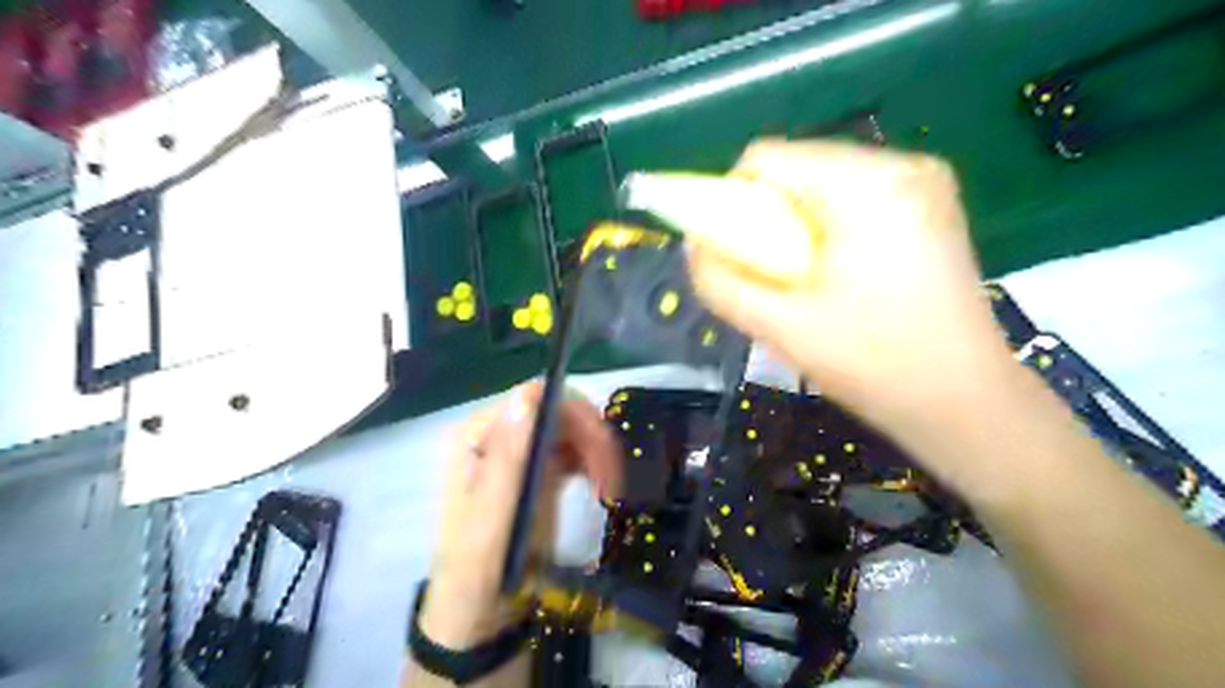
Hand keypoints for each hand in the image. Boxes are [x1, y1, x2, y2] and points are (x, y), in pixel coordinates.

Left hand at [420, 385, 616, 645]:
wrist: (478, 617)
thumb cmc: (479, 572)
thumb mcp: (493, 520)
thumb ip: (508, 459)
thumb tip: (528, 396)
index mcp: (477, 437)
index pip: (533, 398)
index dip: (574, 415)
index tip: (602, 452)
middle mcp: (497, 435)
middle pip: (555, 410)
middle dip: (590, 437)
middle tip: (613, 480)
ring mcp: (517, 452)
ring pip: (569, 428)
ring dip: (595, 451)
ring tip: (610, 489)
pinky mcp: (535, 471)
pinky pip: (571, 450)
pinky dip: (591, 463)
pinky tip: (601, 487)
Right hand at [686, 140, 1015, 432]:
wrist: (965, 401)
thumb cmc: (874, 363)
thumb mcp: (780, 326)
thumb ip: (721, 281)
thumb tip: (694, 245)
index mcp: (865, 185)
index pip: (766, 159)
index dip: (732, 199)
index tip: (737, 252)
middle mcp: (901, 164)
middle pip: (796, 167)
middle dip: (768, 216)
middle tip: (775, 274)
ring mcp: (924, 180)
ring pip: (823, 182)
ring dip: (796, 224)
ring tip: (809, 280)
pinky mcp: (932, 203)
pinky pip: (854, 197)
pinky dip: (828, 226)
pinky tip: (841, 274)